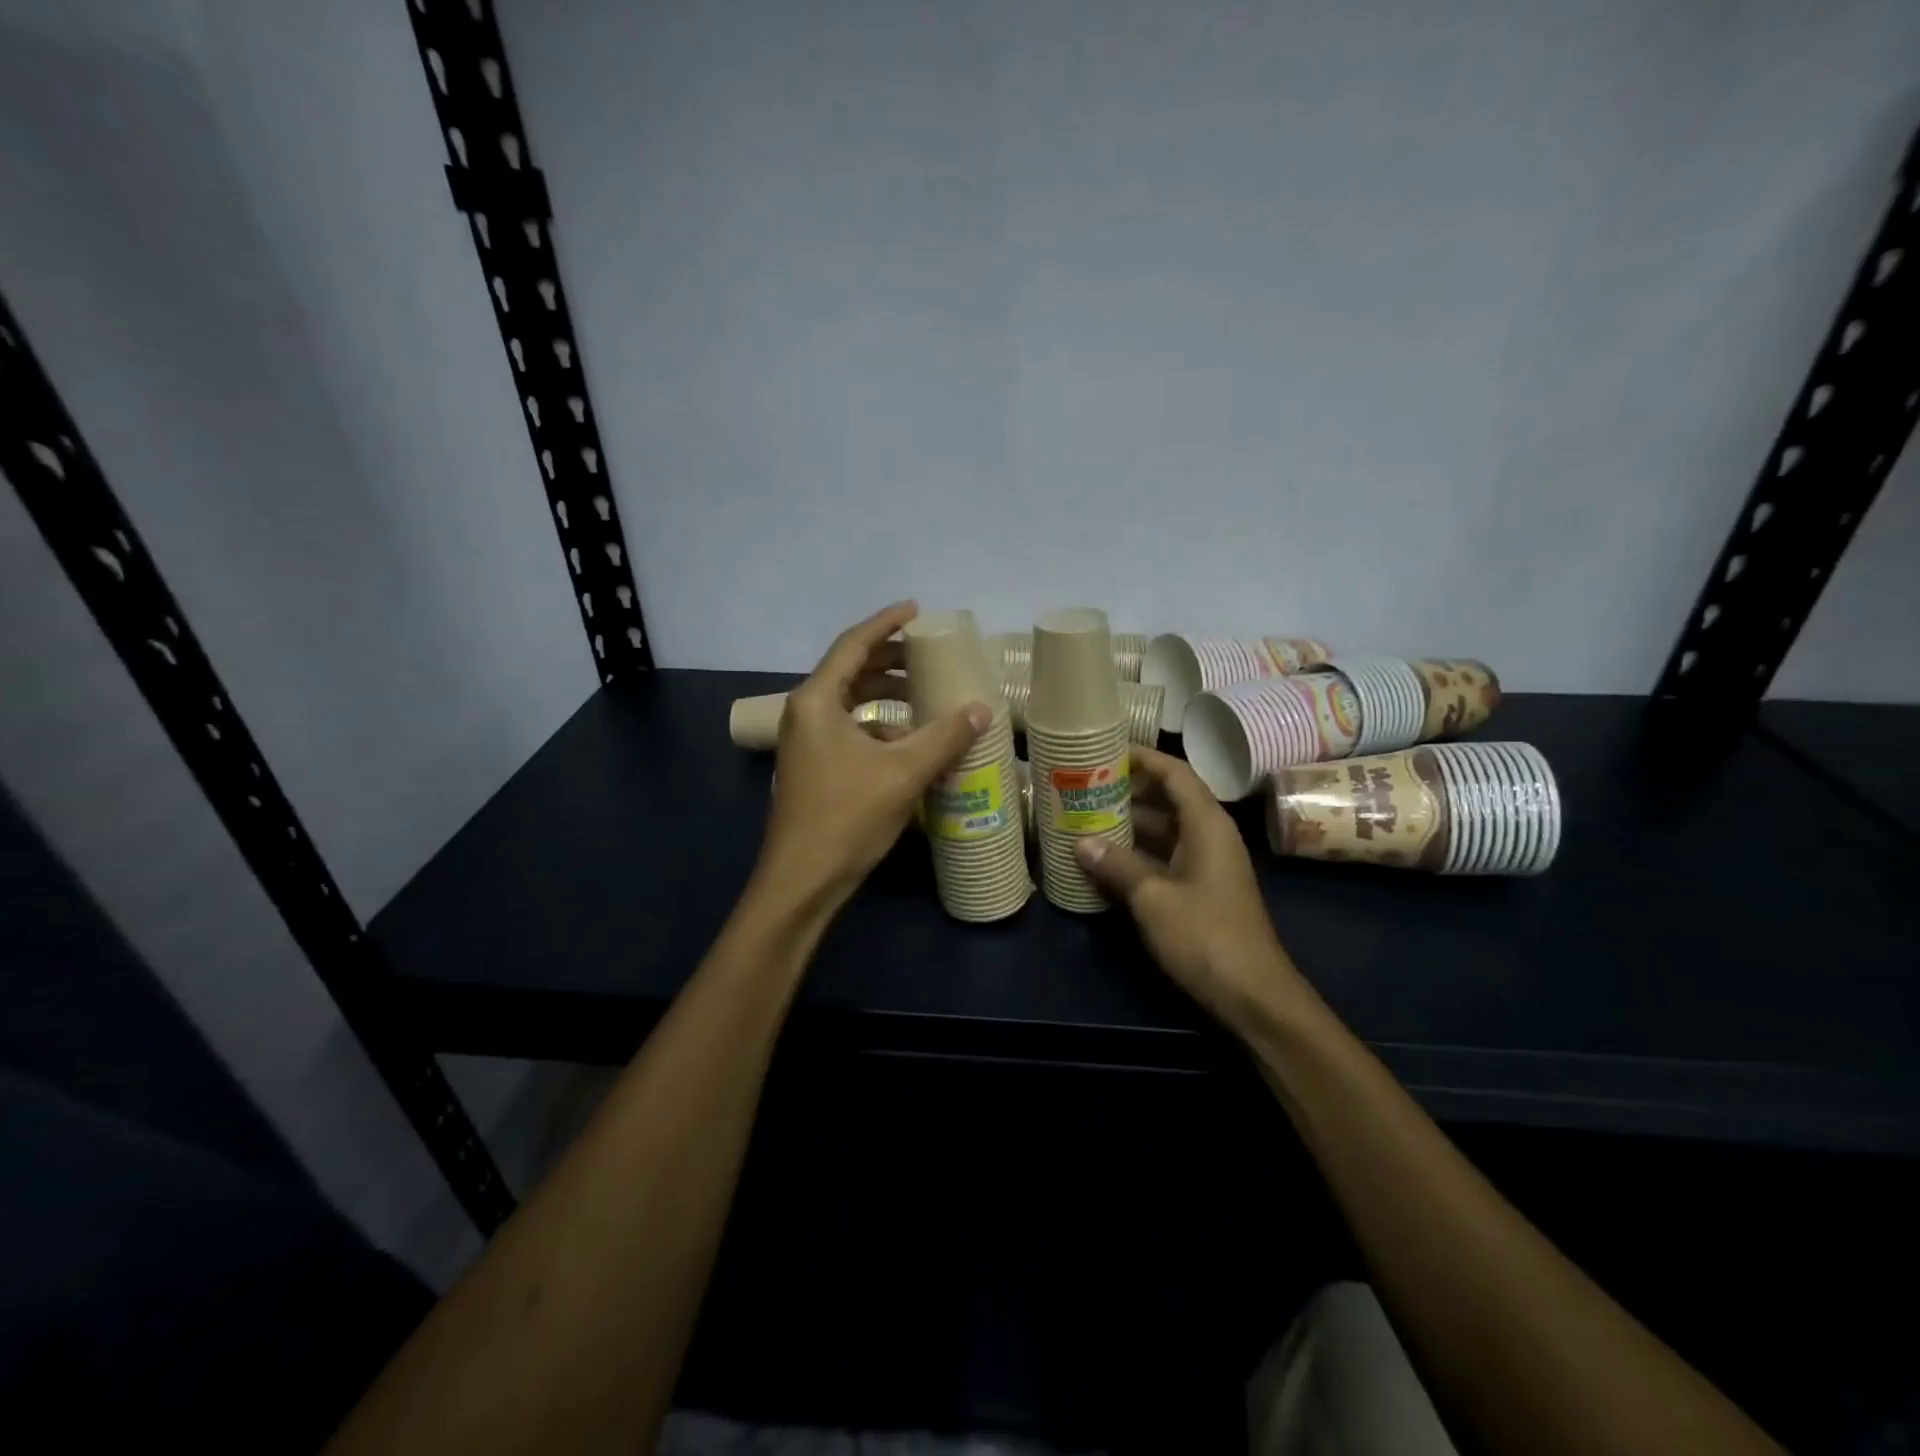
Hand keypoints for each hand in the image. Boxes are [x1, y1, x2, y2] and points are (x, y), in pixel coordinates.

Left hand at [757, 602, 991, 912]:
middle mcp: (805, 713)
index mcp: (817, 701)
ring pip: (849, 702)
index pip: (853, 645)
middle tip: (928, 653)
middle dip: (889, 659)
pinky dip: (878, 725)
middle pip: (850, 670)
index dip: (886, 623)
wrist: (802, 880)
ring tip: (925, 693)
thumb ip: (944, 736)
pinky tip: (909, 741)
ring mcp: (806, 742)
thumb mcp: (903, 773)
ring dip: (885, 694)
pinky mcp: (813, 767)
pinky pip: (848, 729)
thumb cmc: (847, 817)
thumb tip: (981, 709)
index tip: (916, 610)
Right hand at [1075, 746, 1308, 1038]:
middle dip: (1127, 790)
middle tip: (1083, 785)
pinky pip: (1163, 856)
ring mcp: (1205, 864)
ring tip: (1084, 816)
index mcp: (1206, 824)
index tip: (1105, 749)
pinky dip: (1136, 852)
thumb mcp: (1153, 898)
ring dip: (1128, 823)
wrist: (1253, 996)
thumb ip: (1117, 865)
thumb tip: (1081, 843)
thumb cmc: (1205, 936)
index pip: (1174, 773)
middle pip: (1167, 798)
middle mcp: (1209, 836)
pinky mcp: (1199, 890)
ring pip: (1162, 829)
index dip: (1142, 757)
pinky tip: (1103, 858)